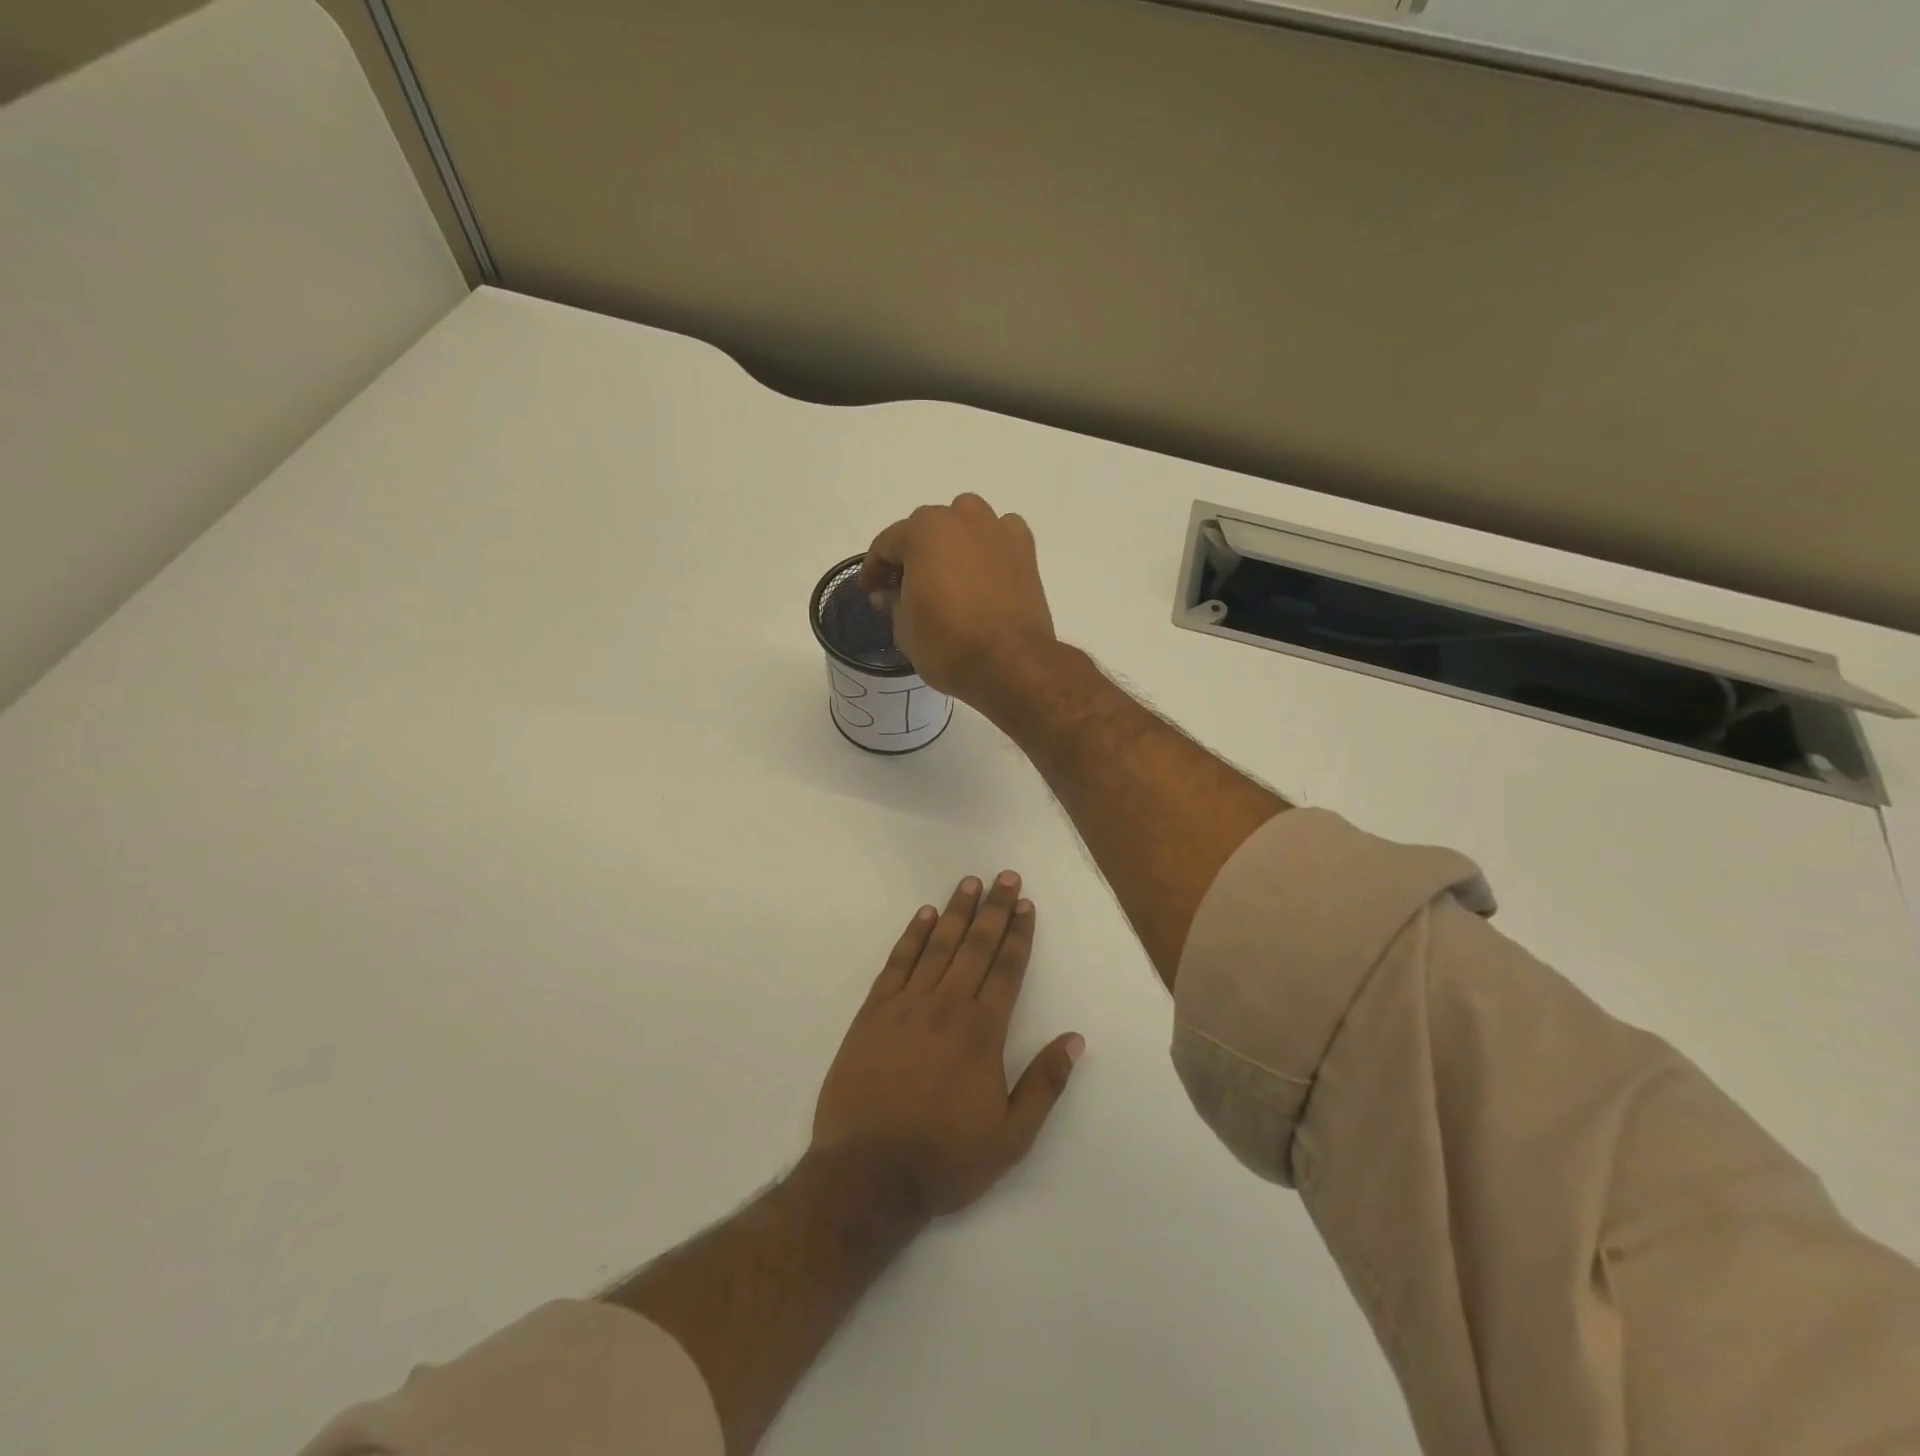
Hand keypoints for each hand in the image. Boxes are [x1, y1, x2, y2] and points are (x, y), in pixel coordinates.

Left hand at [811, 871, 1084, 1217]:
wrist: (867, 1174)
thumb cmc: (945, 1159)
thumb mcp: (1011, 1137)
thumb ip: (1045, 1084)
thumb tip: (1074, 1038)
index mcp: (982, 1032)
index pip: (1006, 969)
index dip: (1018, 934)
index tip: (1025, 904)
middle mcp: (947, 1006)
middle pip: (975, 946)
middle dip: (993, 909)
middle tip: (1005, 877)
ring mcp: (906, 1005)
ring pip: (937, 946)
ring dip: (956, 912)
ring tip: (969, 883)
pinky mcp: (873, 1013)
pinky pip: (897, 963)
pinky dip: (912, 936)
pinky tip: (924, 916)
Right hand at [858, 494, 1059, 715]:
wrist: (1011, 663)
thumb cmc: (948, 644)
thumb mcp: (905, 628)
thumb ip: (893, 602)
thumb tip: (890, 592)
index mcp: (924, 531)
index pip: (886, 545)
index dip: (873, 570)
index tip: (871, 593)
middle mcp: (961, 518)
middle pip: (926, 529)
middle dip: (912, 556)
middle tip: (904, 588)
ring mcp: (997, 531)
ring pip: (965, 524)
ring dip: (951, 543)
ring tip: (946, 576)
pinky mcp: (1026, 550)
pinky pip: (999, 537)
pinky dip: (988, 548)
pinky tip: (982, 574)